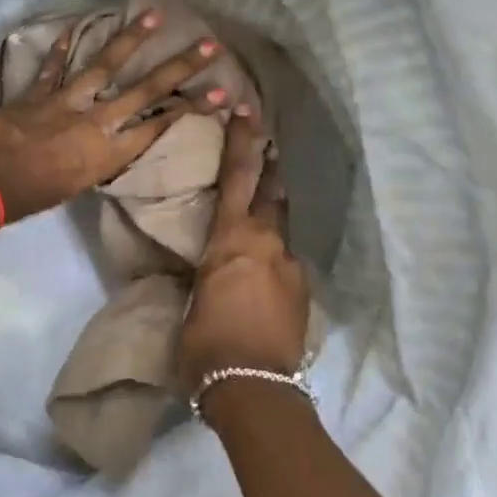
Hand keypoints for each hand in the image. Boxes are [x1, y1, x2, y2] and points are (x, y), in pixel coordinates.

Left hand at [0, 9, 226, 223]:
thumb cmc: (30, 198)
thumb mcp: (77, 186)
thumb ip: (96, 161)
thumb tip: (107, 143)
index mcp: (107, 153)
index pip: (159, 126)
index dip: (192, 109)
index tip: (221, 94)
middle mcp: (95, 122)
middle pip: (145, 91)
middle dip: (180, 68)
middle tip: (208, 46)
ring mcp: (66, 100)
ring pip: (105, 65)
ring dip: (131, 39)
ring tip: (154, 15)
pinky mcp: (38, 91)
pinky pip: (53, 66)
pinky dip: (62, 48)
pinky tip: (74, 27)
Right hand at [175, 108, 309, 396]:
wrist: (253, 387)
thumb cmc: (205, 343)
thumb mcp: (193, 300)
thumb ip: (211, 273)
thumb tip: (217, 271)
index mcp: (232, 240)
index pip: (238, 177)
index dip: (243, 141)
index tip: (248, 109)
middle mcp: (267, 244)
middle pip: (271, 194)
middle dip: (269, 167)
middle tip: (269, 143)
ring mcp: (290, 268)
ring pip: (281, 231)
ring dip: (273, 217)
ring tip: (264, 218)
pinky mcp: (303, 293)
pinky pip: (286, 265)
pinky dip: (275, 260)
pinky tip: (266, 279)